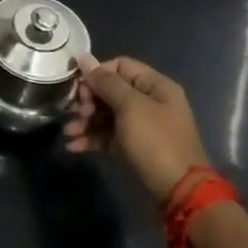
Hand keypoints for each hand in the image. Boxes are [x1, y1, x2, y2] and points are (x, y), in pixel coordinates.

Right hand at [64, 53, 211, 201]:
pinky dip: (93, 138)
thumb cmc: (155, 141)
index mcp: (155, 86)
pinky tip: (75, 146)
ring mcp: (143, 125)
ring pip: (107, 114)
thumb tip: (84, 57)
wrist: (178, 189)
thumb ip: (106, 82)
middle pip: (111, 91)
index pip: (120, 66)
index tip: (79, 89)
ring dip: (86, 121)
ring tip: (69, 133)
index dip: (97, 74)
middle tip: (76, 113)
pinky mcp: (135, 146)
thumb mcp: (130, 107)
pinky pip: (109, 135)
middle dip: (89, 101)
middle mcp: (150, 101)